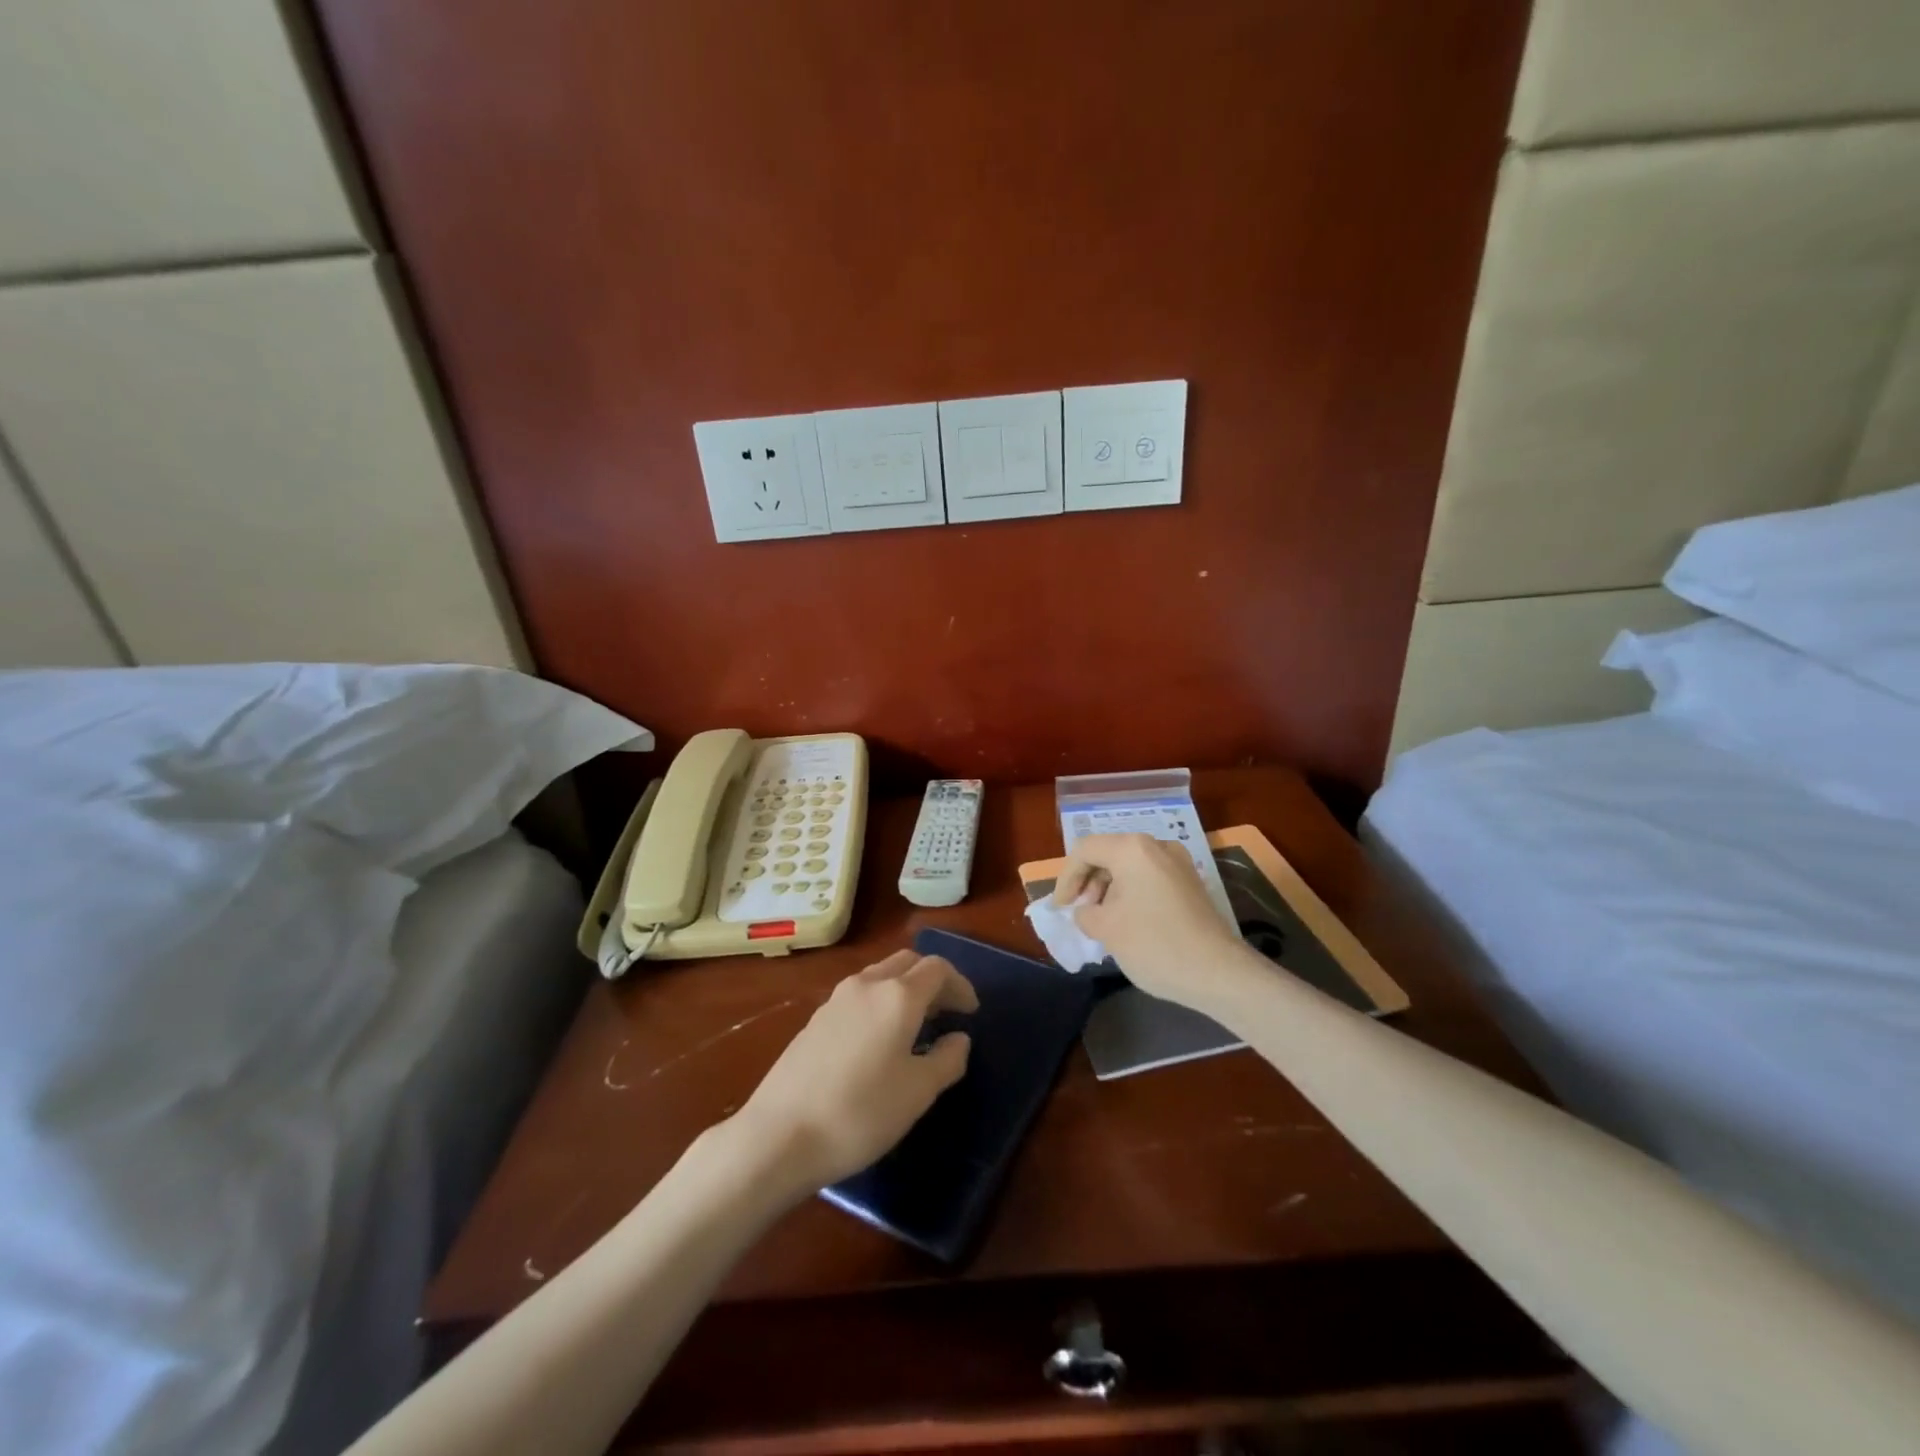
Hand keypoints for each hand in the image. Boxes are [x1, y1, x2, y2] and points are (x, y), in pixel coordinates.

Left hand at [730, 950, 976, 1193]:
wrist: (780, 1135)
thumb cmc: (861, 1113)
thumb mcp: (918, 1093)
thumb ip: (947, 1059)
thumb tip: (959, 1038)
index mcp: (898, 995)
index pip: (938, 968)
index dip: (960, 985)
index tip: (971, 1012)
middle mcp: (867, 984)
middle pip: (908, 963)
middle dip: (933, 981)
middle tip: (947, 1013)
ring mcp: (836, 999)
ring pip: (881, 975)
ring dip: (905, 989)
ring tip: (916, 1025)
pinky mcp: (816, 1019)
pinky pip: (860, 994)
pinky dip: (881, 1002)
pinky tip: (879, 1039)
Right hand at [1052, 833, 1256, 1011]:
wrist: (1218, 973)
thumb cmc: (1154, 944)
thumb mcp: (1106, 929)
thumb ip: (1085, 912)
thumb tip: (1088, 910)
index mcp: (1132, 849)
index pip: (1085, 850)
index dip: (1066, 877)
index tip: (1062, 907)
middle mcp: (1156, 845)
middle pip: (1109, 853)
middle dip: (1089, 880)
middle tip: (1082, 911)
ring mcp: (1179, 862)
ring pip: (1130, 865)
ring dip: (1110, 888)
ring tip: (1103, 919)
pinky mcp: (1191, 882)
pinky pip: (1150, 877)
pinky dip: (1131, 892)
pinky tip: (1129, 921)